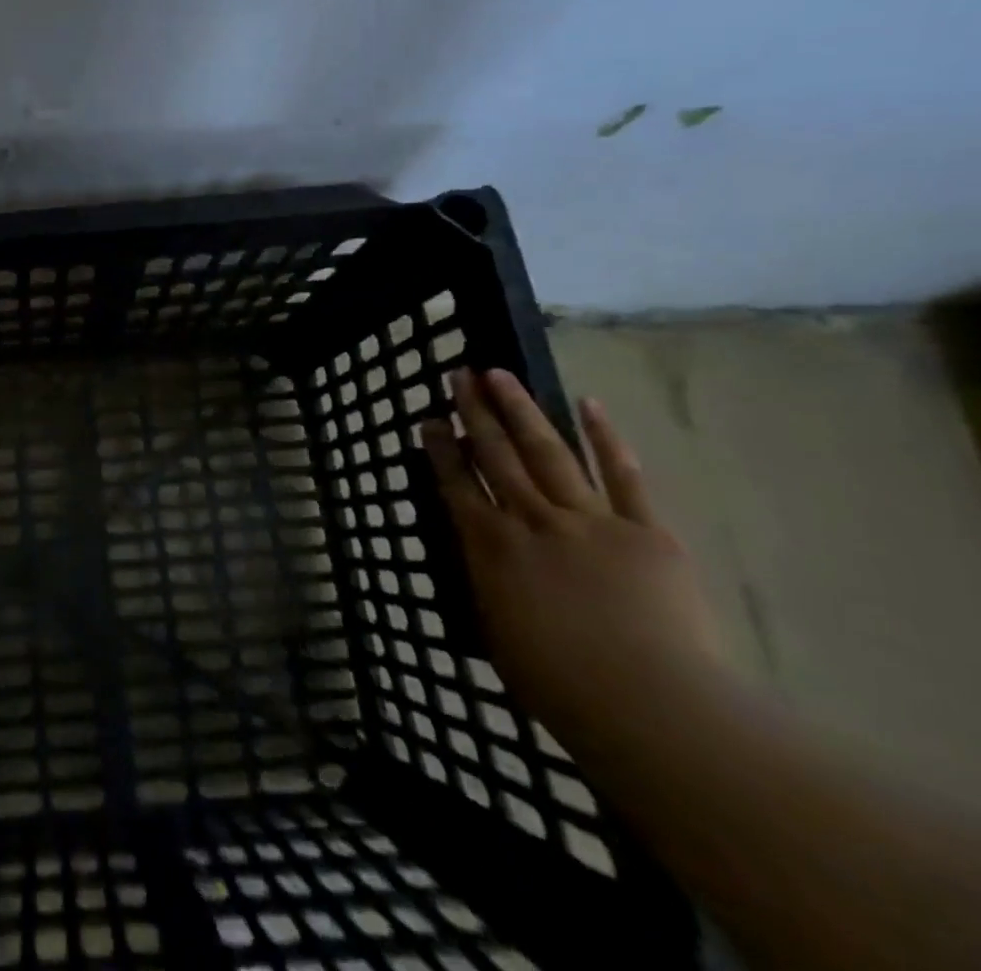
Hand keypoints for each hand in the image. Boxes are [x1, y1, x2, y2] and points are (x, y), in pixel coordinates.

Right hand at [421, 369, 725, 755]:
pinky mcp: (644, 530)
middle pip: (495, 455)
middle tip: (459, 376)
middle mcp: (530, 520)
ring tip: (499, 374)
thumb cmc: (561, 686)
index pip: (456, 484)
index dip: (440, 449)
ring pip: (546, 452)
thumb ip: (485, 585)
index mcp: (490, 547)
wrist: (654, 709)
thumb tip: (478, 555)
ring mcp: (588, 520)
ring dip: (520, 410)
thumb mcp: (497, 634)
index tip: (429, 420)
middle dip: (474, 412)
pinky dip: (605, 438)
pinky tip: (588, 404)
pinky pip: (622, 476)